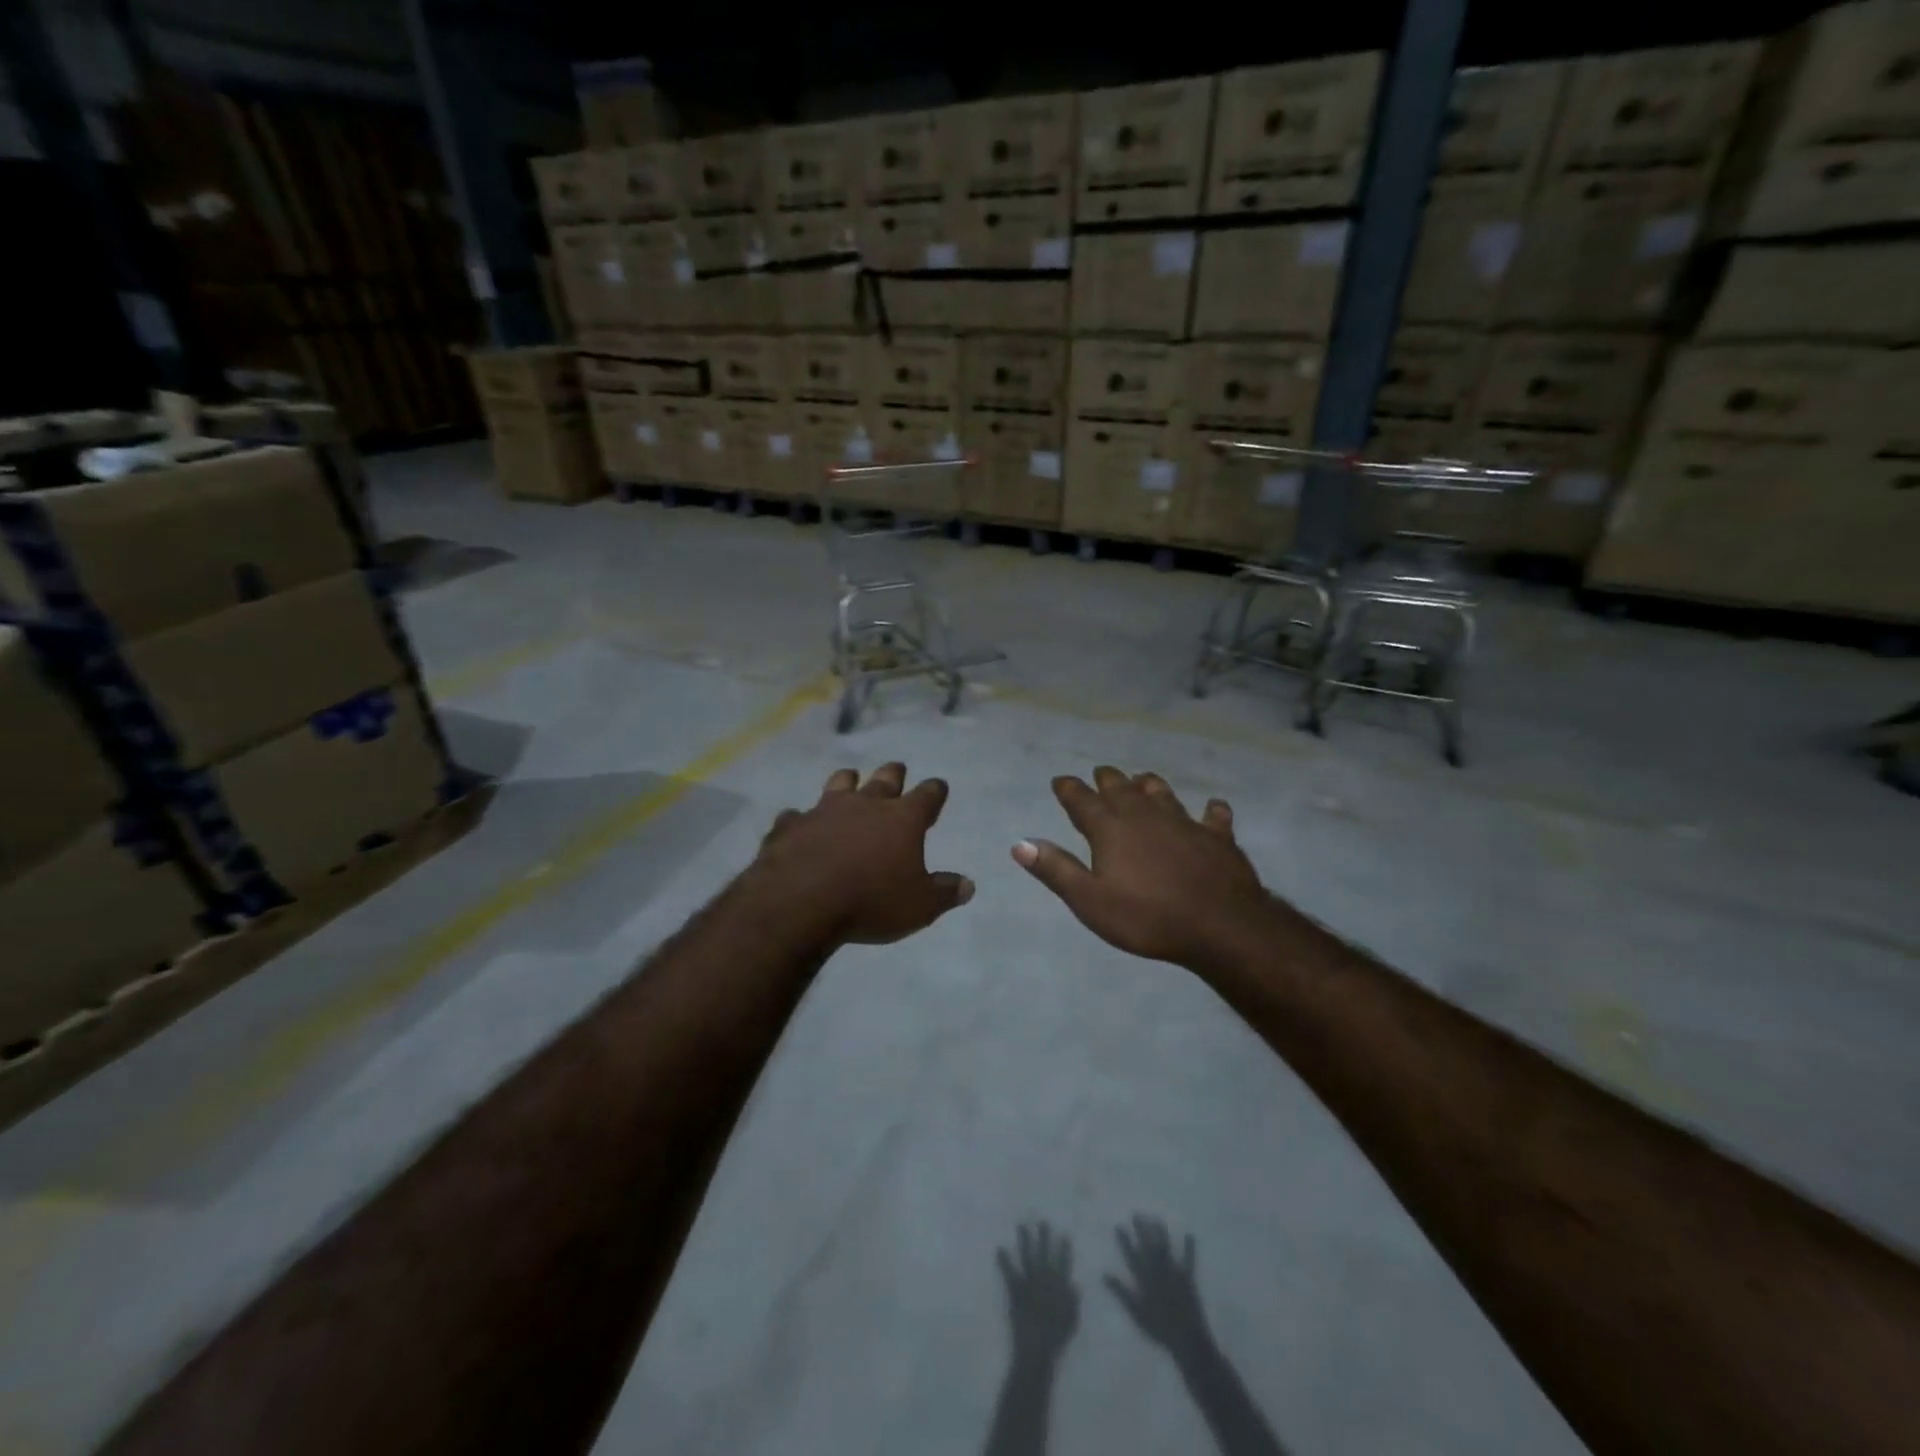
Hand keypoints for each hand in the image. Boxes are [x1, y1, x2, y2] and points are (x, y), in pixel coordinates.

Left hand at [750, 762, 972, 945]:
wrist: (800, 902)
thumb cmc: (870, 902)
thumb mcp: (919, 906)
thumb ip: (945, 893)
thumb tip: (967, 885)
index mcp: (902, 819)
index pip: (927, 795)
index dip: (935, 791)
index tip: (938, 787)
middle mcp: (865, 805)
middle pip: (885, 779)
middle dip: (894, 774)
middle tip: (897, 770)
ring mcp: (824, 810)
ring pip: (840, 783)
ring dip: (848, 782)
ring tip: (850, 781)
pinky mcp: (791, 825)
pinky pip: (797, 815)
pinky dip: (802, 819)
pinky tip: (799, 825)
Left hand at [997, 1221, 1079, 1366]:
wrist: (1037, 1348)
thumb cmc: (1056, 1338)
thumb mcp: (1071, 1321)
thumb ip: (1073, 1301)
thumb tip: (1074, 1284)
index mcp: (1059, 1286)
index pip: (1064, 1262)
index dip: (1064, 1249)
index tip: (1065, 1234)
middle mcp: (1044, 1278)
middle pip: (1044, 1253)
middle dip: (1044, 1236)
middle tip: (1042, 1222)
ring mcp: (1029, 1282)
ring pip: (1027, 1256)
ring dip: (1024, 1240)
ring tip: (1021, 1226)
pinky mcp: (1015, 1289)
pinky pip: (1009, 1271)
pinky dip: (1003, 1260)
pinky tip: (999, 1248)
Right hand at [1011, 767, 1275, 967]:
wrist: (1219, 925)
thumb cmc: (1146, 917)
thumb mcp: (1089, 900)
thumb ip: (1056, 869)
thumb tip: (1020, 843)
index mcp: (1110, 829)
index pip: (1082, 800)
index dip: (1069, 789)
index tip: (1060, 781)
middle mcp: (1144, 815)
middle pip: (1121, 788)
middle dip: (1107, 779)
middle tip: (1100, 774)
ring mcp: (1184, 822)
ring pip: (1162, 793)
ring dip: (1149, 785)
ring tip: (1143, 780)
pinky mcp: (1217, 837)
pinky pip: (1213, 817)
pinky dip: (1211, 811)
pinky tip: (1212, 809)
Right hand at [1104, 1216, 1211, 1353]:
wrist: (1186, 1340)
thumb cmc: (1158, 1328)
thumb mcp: (1136, 1313)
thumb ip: (1120, 1292)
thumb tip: (1104, 1274)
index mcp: (1144, 1279)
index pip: (1131, 1255)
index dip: (1125, 1240)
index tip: (1119, 1225)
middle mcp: (1158, 1271)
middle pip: (1148, 1246)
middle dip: (1142, 1229)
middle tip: (1136, 1213)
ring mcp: (1174, 1273)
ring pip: (1165, 1248)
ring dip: (1161, 1233)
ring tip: (1156, 1218)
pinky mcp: (1188, 1279)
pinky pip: (1189, 1261)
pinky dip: (1190, 1248)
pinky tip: (1190, 1234)